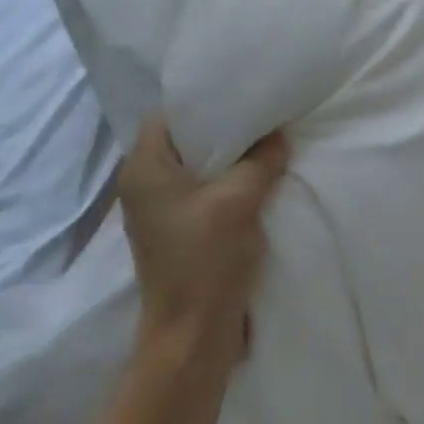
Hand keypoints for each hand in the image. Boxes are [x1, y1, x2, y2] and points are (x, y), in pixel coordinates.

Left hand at [117, 116, 288, 370]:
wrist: (194, 331)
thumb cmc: (206, 260)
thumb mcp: (239, 201)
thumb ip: (261, 161)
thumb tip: (278, 135)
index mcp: (145, 170)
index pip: (169, 115)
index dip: (205, 101)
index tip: (245, 92)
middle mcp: (146, 184)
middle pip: (187, 139)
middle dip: (226, 127)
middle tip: (266, 113)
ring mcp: (163, 209)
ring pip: (200, 166)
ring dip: (233, 157)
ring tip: (270, 141)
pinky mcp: (182, 228)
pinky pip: (207, 189)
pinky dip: (232, 180)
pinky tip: (263, 177)